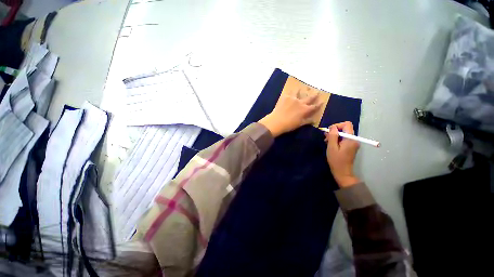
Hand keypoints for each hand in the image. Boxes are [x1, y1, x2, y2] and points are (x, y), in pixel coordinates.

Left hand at [259, 92, 320, 136]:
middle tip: (317, 91)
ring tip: (299, 88)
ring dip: (300, 91)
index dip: (319, 104)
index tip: (322, 100)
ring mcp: (293, 98)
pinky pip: (289, 93)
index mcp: (305, 110)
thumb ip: (307, 121)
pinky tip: (289, 91)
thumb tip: (314, 120)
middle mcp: (301, 102)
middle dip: (314, 94)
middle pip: (309, 97)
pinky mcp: (285, 97)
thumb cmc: (289, 125)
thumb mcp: (299, 124)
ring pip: (298, 92)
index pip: (314, 106)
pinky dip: (290, 92)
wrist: (276, 121)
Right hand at [325, 121, 359, 187]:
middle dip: (334, 131)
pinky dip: (336, 140)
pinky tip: (331, 145)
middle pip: (345, 129)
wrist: (342, 172)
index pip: (347, 124)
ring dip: (334, 136)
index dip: (337, 125)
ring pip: (343, 134)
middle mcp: (354, 139)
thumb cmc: (336, 160)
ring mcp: (353, 143)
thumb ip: (332, 136)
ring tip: (327, 142)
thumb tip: (332, 127)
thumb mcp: (332, 147)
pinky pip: (343, 139)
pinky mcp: (350, 146)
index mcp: (351, 139)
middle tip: (326, 138)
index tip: (329, 131)